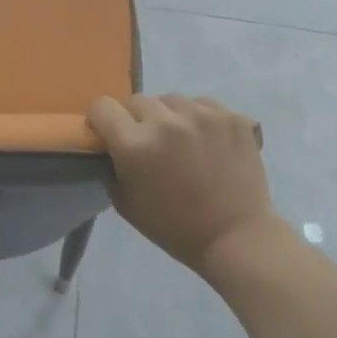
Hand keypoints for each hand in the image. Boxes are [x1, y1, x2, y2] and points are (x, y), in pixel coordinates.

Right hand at [86, 94, 277, 273]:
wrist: (235, 237)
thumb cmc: (173, 227)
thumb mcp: (125, 202)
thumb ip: (111, 165)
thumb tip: (109, 144)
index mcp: (135, 144)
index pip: (102, 107)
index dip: (101, 120)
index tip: (108, 133)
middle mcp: (167, 121)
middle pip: (137, 100)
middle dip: (135, 119)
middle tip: (147, 142)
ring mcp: (203, 116)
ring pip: (171, 100)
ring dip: (169, 116)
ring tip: (181, 141)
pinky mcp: (233, 117)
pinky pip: (204, 105)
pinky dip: (200, 118)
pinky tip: (207, 141)